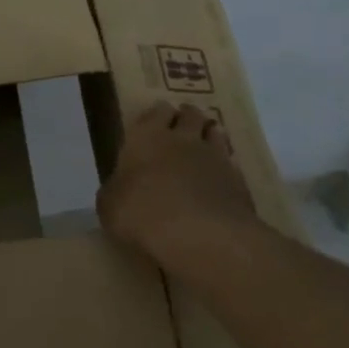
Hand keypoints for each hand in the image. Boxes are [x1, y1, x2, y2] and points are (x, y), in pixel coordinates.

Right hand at [97, 103, 256, 268]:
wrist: (199, 234)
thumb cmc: (142, 213)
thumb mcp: (110, 206)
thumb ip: (116, 190)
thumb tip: (119, 189)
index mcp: (147, 138)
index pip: (156, 112)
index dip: (157, 114)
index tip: (156, 118)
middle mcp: (183, 139)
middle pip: (190, 115)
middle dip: (186, 116)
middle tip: (182, 123)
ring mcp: (215, 157)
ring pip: (215, 133)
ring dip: (209, 134)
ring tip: (204, 142)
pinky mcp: (238, 180)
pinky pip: (231, 163)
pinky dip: (225, 165)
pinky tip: (219, 177)